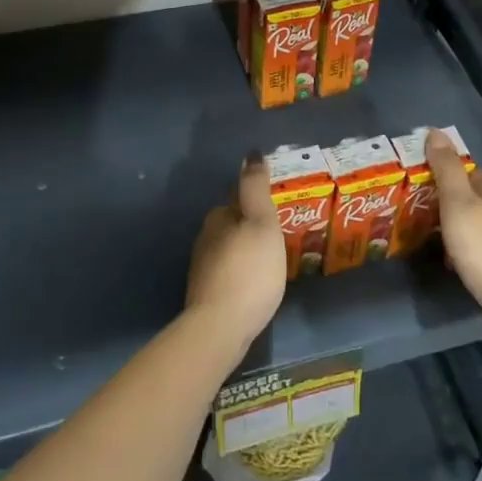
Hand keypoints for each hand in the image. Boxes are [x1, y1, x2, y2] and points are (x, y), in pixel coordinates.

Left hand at [186, 155, 287, 355]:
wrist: (221, 327)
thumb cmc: (249, 269)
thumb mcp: (261, 222)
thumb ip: (256, 188)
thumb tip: (250, 153)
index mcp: (218, 217)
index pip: (237, 198)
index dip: (257, 201)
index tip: (277, 210)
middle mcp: (205, 237)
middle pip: (232, 224)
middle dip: (251, 226)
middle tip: (279, 235)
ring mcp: (202, 268)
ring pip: (229, 249)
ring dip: (247, 251)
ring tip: (272, 260)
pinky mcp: (206, 294)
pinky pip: (228, 273)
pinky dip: (242, 273)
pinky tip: (256, 284)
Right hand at [428, 130, 481, 350]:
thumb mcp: (457, 202)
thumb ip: (446, 168)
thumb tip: (435, 131)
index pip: (467, 171)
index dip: (443, 172)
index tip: (418, 181)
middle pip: (471, 198)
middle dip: (446, 202)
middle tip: (415, 210)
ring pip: (475, 224)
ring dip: (453, 227)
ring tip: (427, 235)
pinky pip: (480, 248)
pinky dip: (463, 250)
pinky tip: (450, 261)